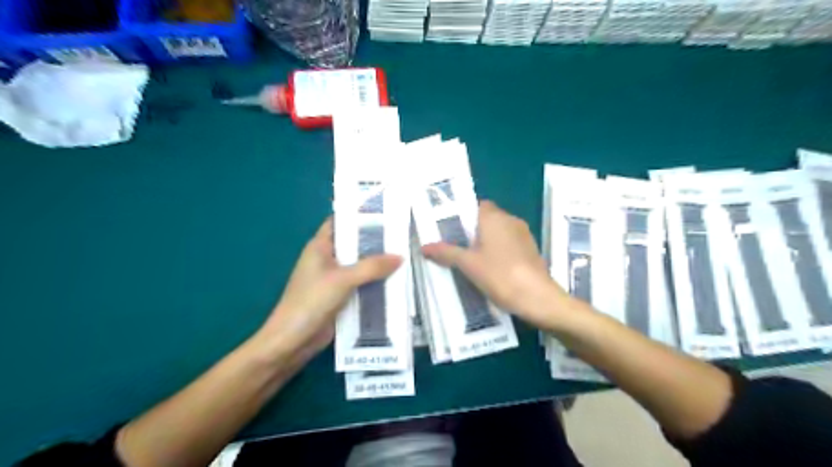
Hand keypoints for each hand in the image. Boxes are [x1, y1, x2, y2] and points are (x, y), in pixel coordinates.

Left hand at [255, 219, 401, 368]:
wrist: (292, 341)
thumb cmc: (311, 301)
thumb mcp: (342, 279)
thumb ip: (371, 267)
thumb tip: (400, 256)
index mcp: (320, 246)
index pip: (340, 222)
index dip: (360, 216)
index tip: (385, 213)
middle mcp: (328, 259)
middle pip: (354, 245)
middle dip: (376, 241)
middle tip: (403, 235)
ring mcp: (334, 279)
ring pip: (360, 266)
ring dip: (378, 264)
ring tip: (406, 255)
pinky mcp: (341, 297)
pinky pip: (362, 284)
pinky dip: (376, 282)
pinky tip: (396, 281)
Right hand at [424, 200, 573, 328]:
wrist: (538, 297)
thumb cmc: (499, 274)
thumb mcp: (468, 264)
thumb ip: (446, 253)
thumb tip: (424, 246)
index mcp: (494, 217)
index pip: (476, 205)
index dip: (463, 215)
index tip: (450, 229)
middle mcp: (510, 220)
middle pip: (487, 218)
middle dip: (472, 230)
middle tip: (455, 246)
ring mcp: (523, 235)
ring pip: (499, 232)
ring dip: (486, 241)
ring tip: (470, 259)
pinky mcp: (531, 250)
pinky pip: (509, 243)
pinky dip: (499, 251)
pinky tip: (490, 268)